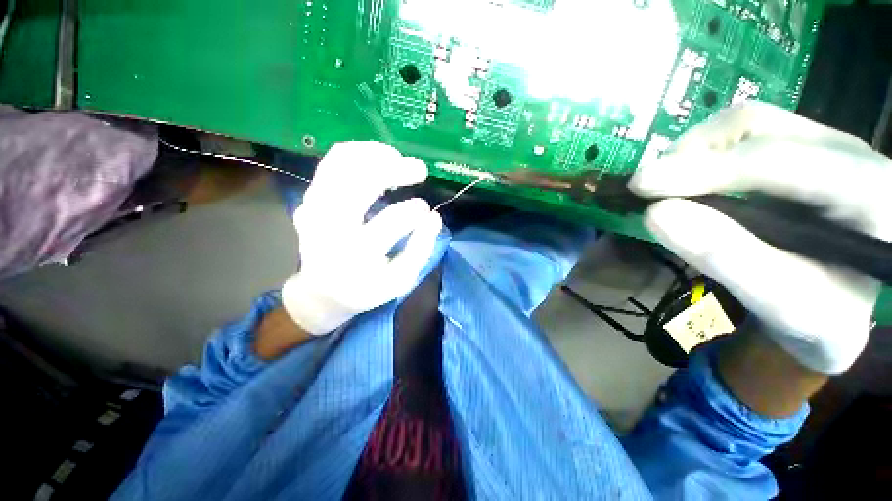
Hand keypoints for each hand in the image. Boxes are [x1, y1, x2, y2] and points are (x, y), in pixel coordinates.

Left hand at [282, 142, 441, 334]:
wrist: (322, 292)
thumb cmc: (366, 289)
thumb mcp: (399, 281)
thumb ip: (420, 251)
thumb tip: (434, 218)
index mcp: (356, 254)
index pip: (391, 221)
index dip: (416, 211)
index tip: (427, 211)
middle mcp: (330, 226)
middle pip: (362, 181)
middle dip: (397, 168)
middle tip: (420, 170)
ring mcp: (315, 208)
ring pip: (342, 162)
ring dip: (376, 154)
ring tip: (398, 159)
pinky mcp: (310, 197)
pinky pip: (332, 162)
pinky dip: (357, 153)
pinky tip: (376, 159)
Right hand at [630, 101, 891, 373]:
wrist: (843, 309)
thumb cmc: (822, 318)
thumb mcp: (784, 304)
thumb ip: (727, 258)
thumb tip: (656, 213)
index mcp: (870, 192)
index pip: (776, 161)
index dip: (701, 169)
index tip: (640, 187)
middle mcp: (849, 152)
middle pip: (756, 126)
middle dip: (691, 154)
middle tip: (649, 187)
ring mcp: (824, 145)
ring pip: (746, 124)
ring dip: (693, 151)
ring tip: (664, 184)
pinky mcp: (802, 151)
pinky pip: (743, 136)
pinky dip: (703, 155)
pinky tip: (689, 181)